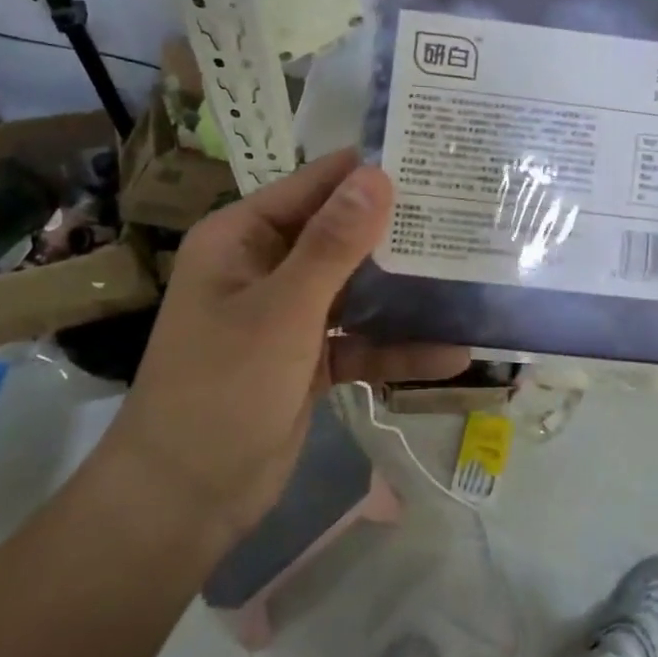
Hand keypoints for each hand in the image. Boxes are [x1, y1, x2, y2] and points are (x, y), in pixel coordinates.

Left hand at [98, 149, 467, 547]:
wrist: (184, 500)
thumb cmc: (222, 389)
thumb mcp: (282, 311)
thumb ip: (333, 244)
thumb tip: (378, 175)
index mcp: (243, 237)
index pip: (314, 185)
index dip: (368, 171)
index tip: (433, 156)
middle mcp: (266, 266)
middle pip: (341, 235)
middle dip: (398, 230)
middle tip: (469, 213)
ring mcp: (289, 314)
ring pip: (357, 288)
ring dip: (406, 289)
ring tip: (473, 273)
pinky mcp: (309, 358)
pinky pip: (360, 340)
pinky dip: (397, 346)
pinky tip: (453, 353)